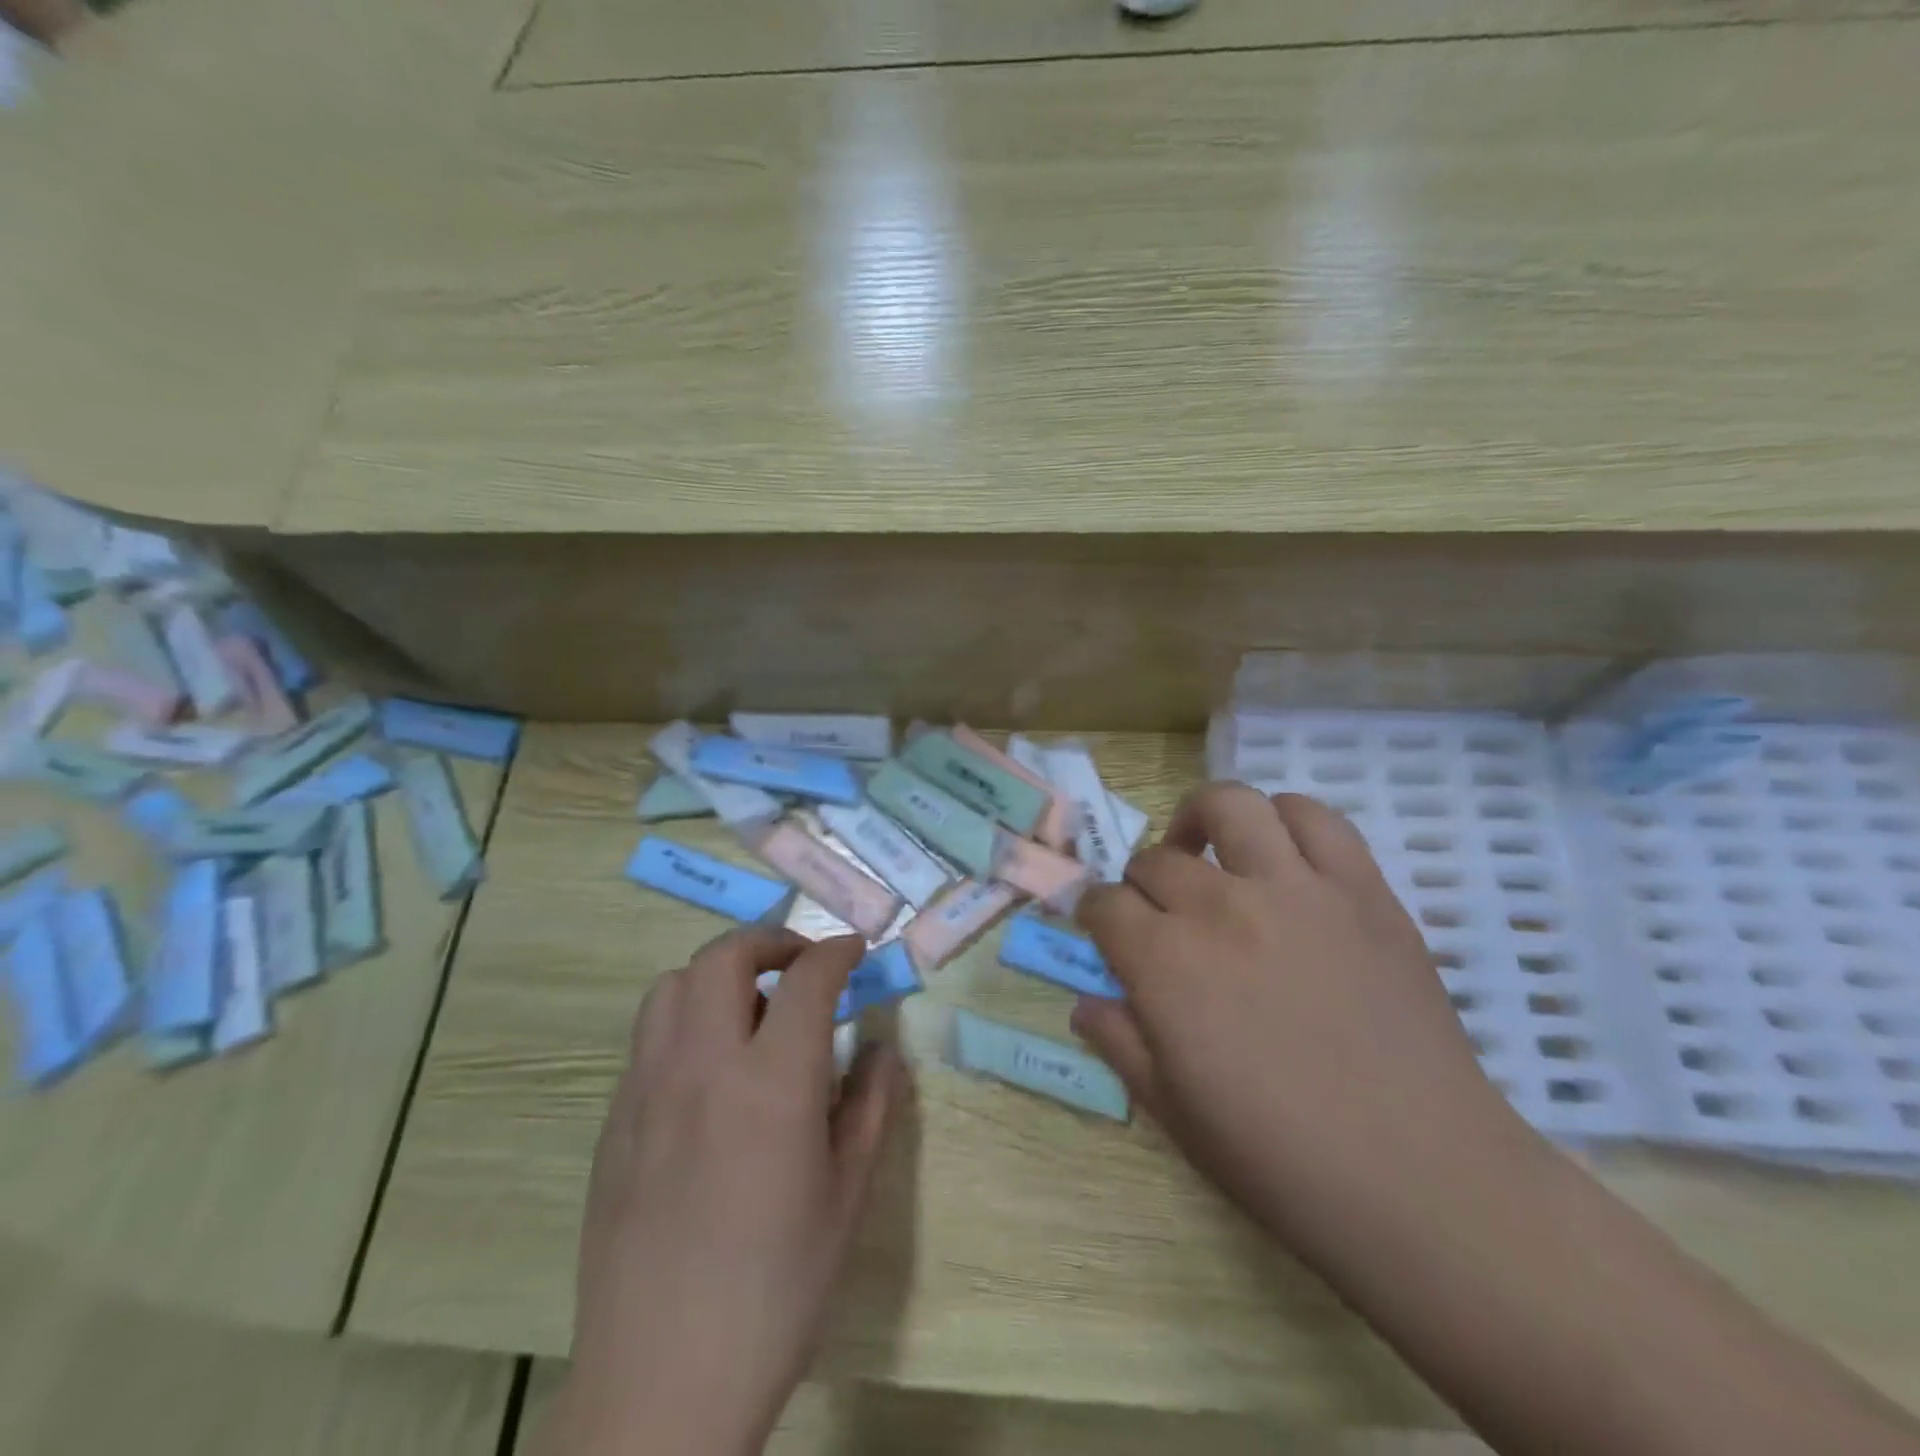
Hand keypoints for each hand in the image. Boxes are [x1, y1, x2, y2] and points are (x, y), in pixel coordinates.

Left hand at [544, 930, 904, 1455]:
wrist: (662, 1382)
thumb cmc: (776, 1290)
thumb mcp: (847, 1195)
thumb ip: (872, 1105)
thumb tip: (883, 1047)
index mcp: (772, 1083)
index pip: (807, 979)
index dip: (836, 952)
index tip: (854, 951)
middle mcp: (703, 1066)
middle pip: (725, 956)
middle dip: (770, 941)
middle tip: (801, 964)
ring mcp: (648, 1089)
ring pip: (673, 984)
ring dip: (718, 973)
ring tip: (750, 1006)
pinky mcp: (615, 1119)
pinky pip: (649, 1036)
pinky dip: (686, 1019)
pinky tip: (709, 1068)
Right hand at [1073, 784, 1546, 1270]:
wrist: (1421, 1179)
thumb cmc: (1282, 1159)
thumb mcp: (1174, 1112)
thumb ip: (1119, 1043)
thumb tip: (1086, 1001)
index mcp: (1166, 964)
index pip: (1105, 906)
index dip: (1097, 917)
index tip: (1107, 934)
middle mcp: (1221, 908)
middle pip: (1155, 860)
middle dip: (1141, 884)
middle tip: (1160, 914)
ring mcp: (1295, 889)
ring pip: (1230, 805)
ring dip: (1202, 820)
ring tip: (1208, 851)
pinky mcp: (1361, 889)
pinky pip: (1316, 818)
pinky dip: (1286, 818)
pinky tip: (1279, 853)